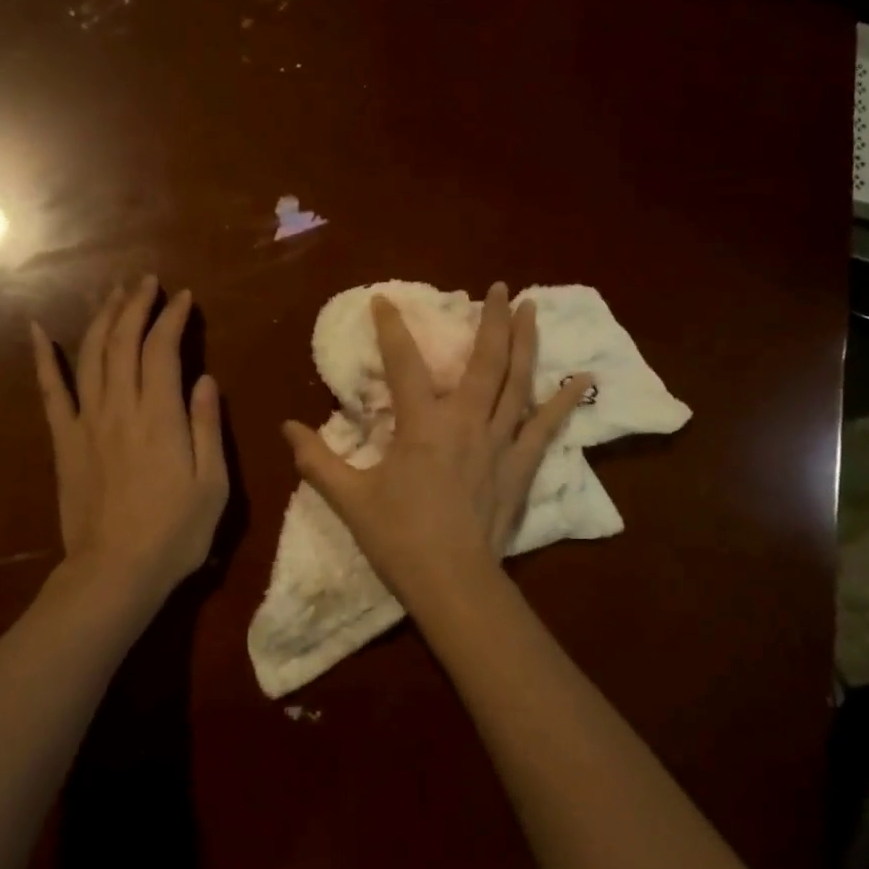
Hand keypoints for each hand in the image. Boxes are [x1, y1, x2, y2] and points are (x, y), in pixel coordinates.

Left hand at [32, 277, 227, 605]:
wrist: (115, 573)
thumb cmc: (175, 533)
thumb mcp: (212, 484)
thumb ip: (206, 427)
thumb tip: (204, 379)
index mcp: (160, 417)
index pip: (163, 349)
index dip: (173, 317)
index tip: (184, 296)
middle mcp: (121, 408)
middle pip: (123, 342)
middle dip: (136, 305)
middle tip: (146, 282)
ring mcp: (86, 423)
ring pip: (91, 356)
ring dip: (102, 318)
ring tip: (114, 293)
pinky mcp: (64, 442)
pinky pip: (50, 392)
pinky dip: (41, 358)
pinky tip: (35, 330)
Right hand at [282, 282, 587, 607]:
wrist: (452, 582)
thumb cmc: (398, 537)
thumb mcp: (349, 498)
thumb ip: (316, 459)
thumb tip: (285, 427)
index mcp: (423, 424)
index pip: (404, 363)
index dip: (391, 328)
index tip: (384, 300)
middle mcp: (467, 421)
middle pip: (485, 360)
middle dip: (492, 319)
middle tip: (501, 287)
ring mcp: (500, 442)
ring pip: (518, 382)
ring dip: (526, 342)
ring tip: (533, 308)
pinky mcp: (521, 466)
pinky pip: (547, 427)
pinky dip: (565, 401)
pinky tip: (583, 378)